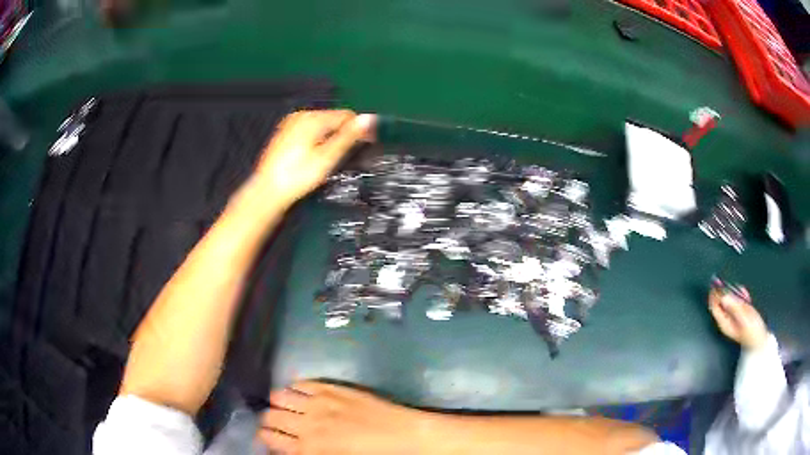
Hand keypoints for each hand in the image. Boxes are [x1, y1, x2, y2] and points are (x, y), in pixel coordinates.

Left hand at [254, 110, 375, 205]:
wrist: (268, 191)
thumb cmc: (298, 176)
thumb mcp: (327, 157)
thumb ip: (348, 136)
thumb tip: (370, 118)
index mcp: (313, 118)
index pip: (346, 115)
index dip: (360, 128)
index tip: (370, 143)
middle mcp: (302, 115)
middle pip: (333, 118)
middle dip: (345, 132)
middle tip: (352, 153)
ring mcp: (292, 123)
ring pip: (322, 124)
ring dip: (332, 135)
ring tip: (334, 156)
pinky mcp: (286, 132)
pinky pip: (310, 130)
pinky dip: (318, 138)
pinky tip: (317, 155)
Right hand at [258, 381, 430, 453]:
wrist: (401, 436)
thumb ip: (307, 453)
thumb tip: (291, 447)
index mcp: (308, 448)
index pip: (270, 438)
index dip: (263, 436)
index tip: (264, 435)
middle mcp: (306, 424)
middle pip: (271, 416)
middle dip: (267, 419)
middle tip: (272, 422)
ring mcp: (318, 402)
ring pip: (280, 396)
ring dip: (278, 402)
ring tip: (283, 406)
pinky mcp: (331, 388)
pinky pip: (302, 383)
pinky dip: (295, 387)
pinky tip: (298, 392)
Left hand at [709, 287, 768, 349]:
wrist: (760, 341)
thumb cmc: (752, 333)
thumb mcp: (743, 319)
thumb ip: (734, 308)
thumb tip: (724, 298)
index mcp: (724, 323)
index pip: (714, 307)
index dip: (714, 295)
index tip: (716, 283)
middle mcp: (726, 319)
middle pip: (721, 302)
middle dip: (724, 291)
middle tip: (730, 284)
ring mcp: (733, 315)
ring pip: (729, 299)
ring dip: (734, 292)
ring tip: (742, 294)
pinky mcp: (740, 312)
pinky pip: (737, 300)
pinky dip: (740, 295)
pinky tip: (746, 295)